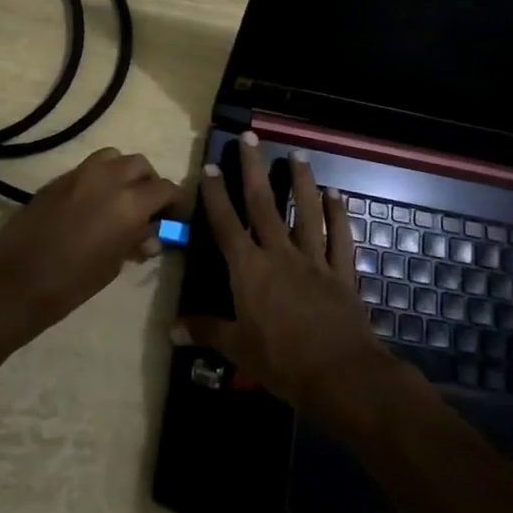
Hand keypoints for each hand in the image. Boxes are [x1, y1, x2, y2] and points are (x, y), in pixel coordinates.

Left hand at [0, 147, 179, 348]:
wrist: (14, 281)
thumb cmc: (71, 283)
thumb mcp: (113, 265)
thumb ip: (134, 241)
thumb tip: (150, 233)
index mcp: (129, 203)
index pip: (165, 188)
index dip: (174, 202)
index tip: (173, 217)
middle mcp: (107, 178)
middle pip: (140, 165)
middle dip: (149, 182)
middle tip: (148, 207)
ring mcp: (79, 174)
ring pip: (113, 157)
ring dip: (123, 172)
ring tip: (120, 198)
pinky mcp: (57, 179)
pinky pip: (87, 168)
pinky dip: (99, 177)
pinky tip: (93, 203)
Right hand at [180, 132, 396, 414]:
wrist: (340, 375)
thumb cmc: (281, 362)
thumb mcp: (237, 348)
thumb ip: (206, 331)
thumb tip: (171, 329)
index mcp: (249, 269)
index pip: (226, 224)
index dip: (216, 194)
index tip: (210, 166)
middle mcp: (279, 254)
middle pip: (264, 204)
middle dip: (254, 168)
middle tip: (249, 137)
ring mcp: (314, 260)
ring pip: (306, 211)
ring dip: (301, 181)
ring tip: (297, 155)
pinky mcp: (341, 272)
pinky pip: (340, 237)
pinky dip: (338, 215)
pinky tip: (336, 195)